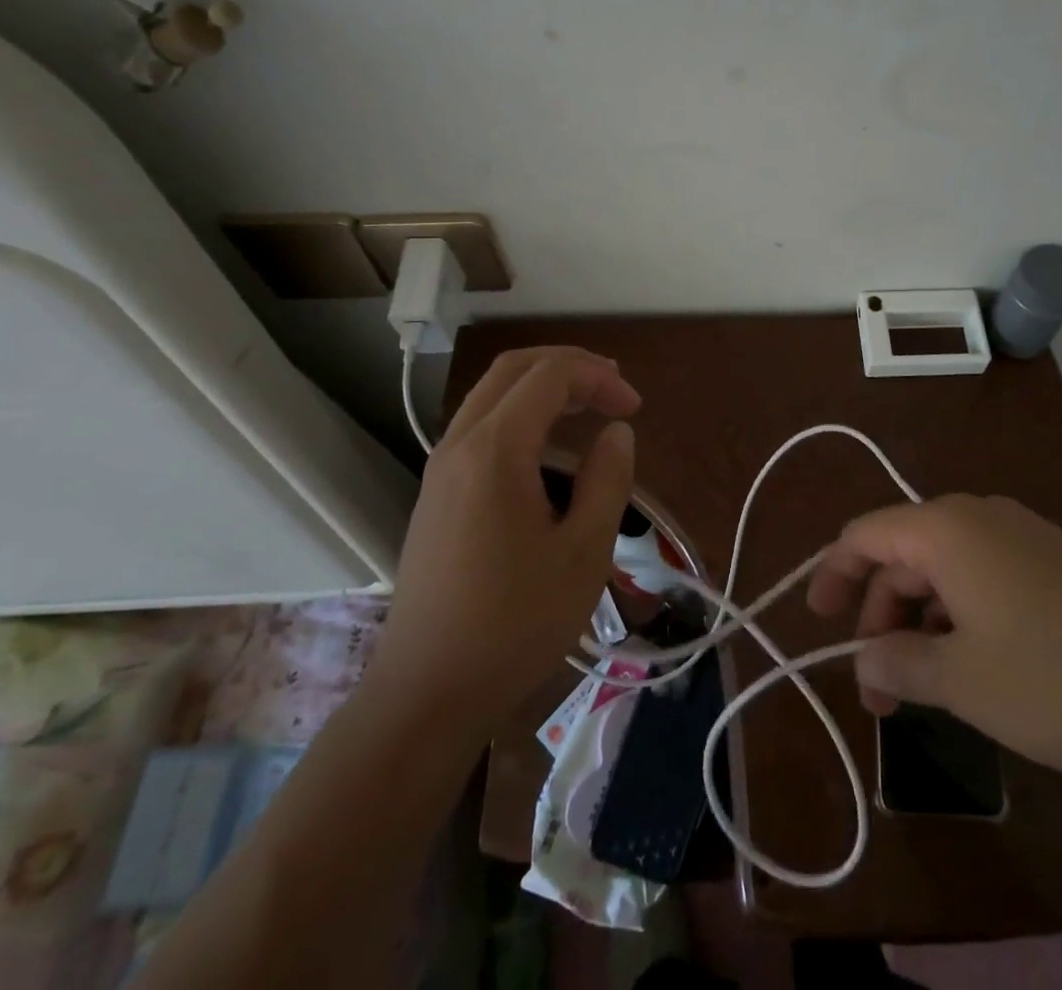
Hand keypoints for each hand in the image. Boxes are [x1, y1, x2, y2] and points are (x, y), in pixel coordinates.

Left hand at [370, 347, 640, 727]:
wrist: (425, 694)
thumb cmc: (514, 624)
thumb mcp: (584, 551)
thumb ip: (608, 479)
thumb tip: (616, 433)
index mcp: (494, 449)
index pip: (550, 375)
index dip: (599, 377)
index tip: (635, 410)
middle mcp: (459, 445)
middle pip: (513, 370)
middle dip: (569, 366)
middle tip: (614, 388)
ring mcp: (440, 470)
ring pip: (492, 396)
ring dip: (542, 388)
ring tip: (588, 409)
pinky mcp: (435, 496)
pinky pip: (480, 429)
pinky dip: (520, 417)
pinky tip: (548, 454)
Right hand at [807, 494, 1061, 776]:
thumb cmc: (1058, 678)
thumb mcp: (964, 682)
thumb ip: (900, 662)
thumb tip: (866, 658)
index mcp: (946, 530)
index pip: (865, 535)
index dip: (833, 574)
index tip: (818, 621)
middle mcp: (979, 516)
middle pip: (904, 554)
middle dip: (881, 614)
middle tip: (878, 686)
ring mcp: (1022, 534)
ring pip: (945, 567)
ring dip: (921, 620)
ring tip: (923, 685)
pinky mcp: (1054, 559)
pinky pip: (984, 574)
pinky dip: (960, 613)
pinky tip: (973, 664)